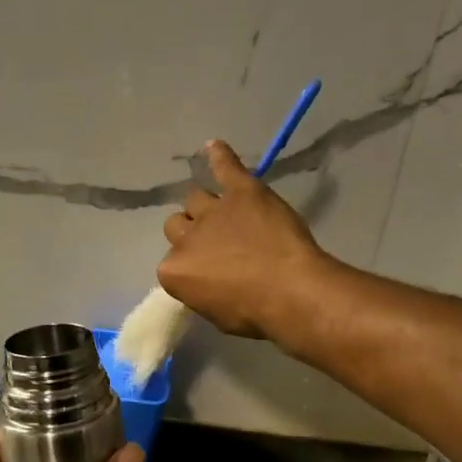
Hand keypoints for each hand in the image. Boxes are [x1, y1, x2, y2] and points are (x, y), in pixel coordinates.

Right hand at [157, 140, 328, 338]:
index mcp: (172, 271)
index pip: (171, 264)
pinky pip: (225, 166)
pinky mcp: (241, 191)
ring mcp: (212, 211)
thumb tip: (206, 282)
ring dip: (205, 207)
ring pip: (195, 199)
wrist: (290, 292)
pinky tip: (213, 146)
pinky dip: (219, 156)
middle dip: (193, 234)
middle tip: (218, 245)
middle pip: (176, 226)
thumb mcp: (216, 315)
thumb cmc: (255, 314)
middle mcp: (185, 238)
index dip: (192, 267)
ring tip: (226, 214)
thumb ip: (201, 291)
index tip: (210, 274)